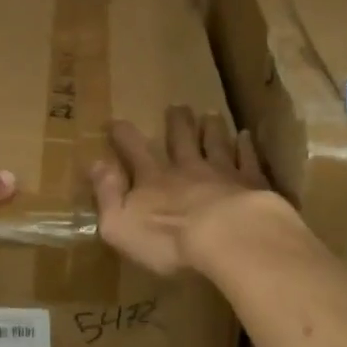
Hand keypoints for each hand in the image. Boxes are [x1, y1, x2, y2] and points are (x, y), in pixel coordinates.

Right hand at [89, 106, 270, 276]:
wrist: (229, 239)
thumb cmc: (168, 239)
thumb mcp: (120, 224)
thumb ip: (107, 193)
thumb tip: (95, 163)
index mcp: (153, 179)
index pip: (134, 149)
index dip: (123, 135)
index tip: (116, 121)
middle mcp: (187, 168)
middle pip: (181, 139)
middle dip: (176, 122)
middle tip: (177, 106)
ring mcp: (222, 173)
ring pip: (215, 143)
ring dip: (211, 128)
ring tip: (211, 114)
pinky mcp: (252, 184)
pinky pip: (248, 160)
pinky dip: (246, 147)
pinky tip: (246, 136)